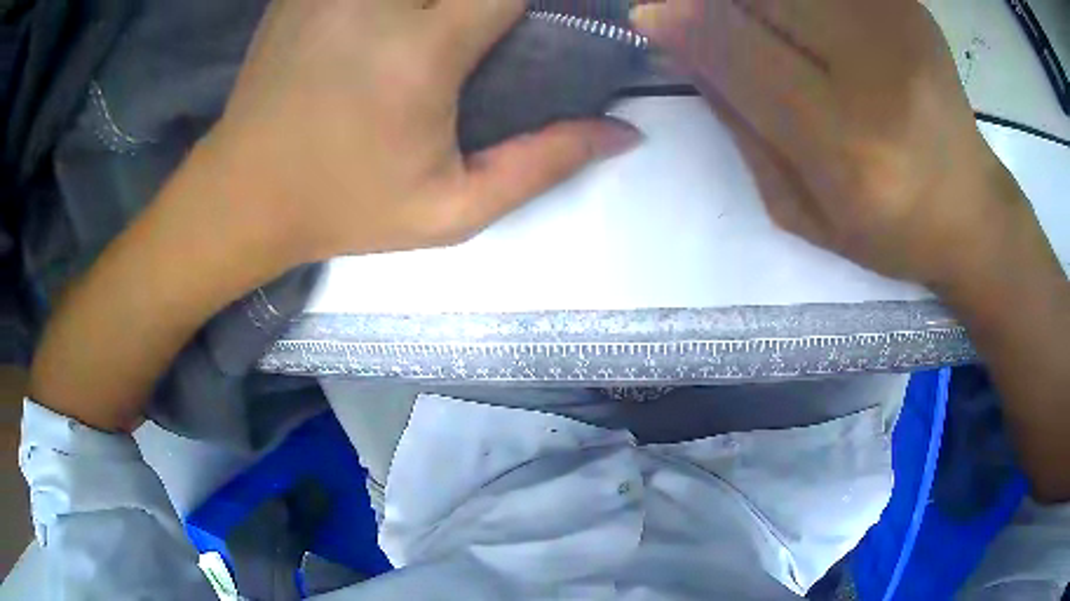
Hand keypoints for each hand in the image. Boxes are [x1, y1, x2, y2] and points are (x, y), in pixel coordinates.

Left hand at [205, 0, 639, 264]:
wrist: (244, 194)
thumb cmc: (344, 207)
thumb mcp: (452, 211)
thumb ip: (543, 165)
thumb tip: (622, 132)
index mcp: (421, 50)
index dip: (534, 0)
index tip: (535, 21)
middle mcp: (375, 2)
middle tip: (485, 28)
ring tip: (444, 25)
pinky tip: (391, 20)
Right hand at [631, 0, 1009, 284]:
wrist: (970, 209)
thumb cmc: (886, 228)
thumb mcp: (799, 208)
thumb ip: (738, 124)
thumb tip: (681, 47)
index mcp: (846, 147)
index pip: (737, 49)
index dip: (680, 20)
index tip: (650, 15)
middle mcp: (877, 73)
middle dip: (716, 4)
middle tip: (712, 23)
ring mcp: (898, 27)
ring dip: (761, 5)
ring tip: (770, 35)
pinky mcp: (908, 6)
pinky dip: (805, 4)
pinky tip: (813, 29)